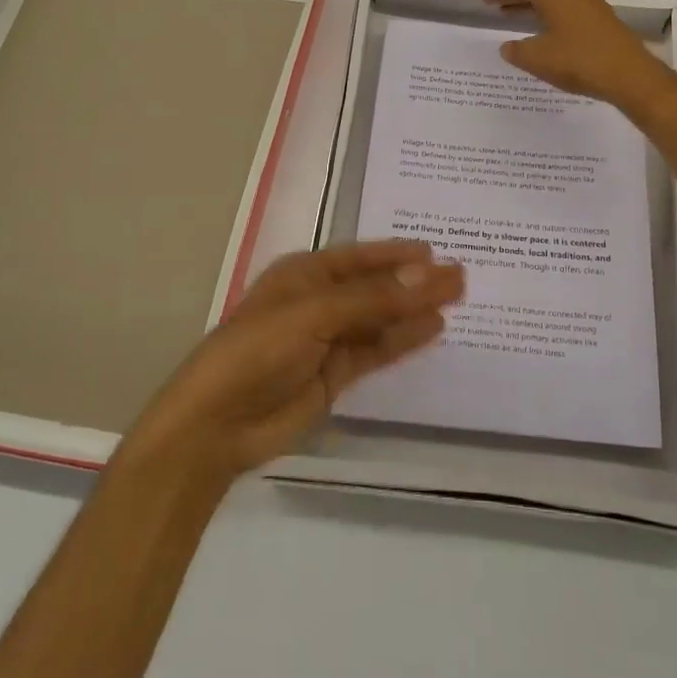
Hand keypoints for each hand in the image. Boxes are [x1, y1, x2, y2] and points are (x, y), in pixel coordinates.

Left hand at [122, 241, 463, 486]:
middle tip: (461, 277)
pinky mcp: (334, 376)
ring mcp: (327, 340)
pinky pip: (375, 351)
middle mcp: (319, 301)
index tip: (436, 251)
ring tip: (457, 300)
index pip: (361, 257)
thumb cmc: (257, 351)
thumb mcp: (314, 315)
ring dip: (414, 310)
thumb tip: (429, 274)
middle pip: (375, 287)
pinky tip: (431, 330)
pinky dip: (403, 341)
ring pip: (380, 319)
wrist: (215, 426)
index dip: (397, 253)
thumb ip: (373, 299)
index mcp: (305, 274)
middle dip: (414, 281)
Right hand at [478, 0, 676, 126]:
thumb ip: (517, 50)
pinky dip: (547, 13)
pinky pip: (565, 8)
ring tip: (510, 13)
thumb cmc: (579, 61)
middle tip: (491, 0)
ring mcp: (589, 2)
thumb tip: (508, 47)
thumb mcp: (538, 58)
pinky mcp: (600, 18)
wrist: (630, 75)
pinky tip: (541, 29)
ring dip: (530, 3)